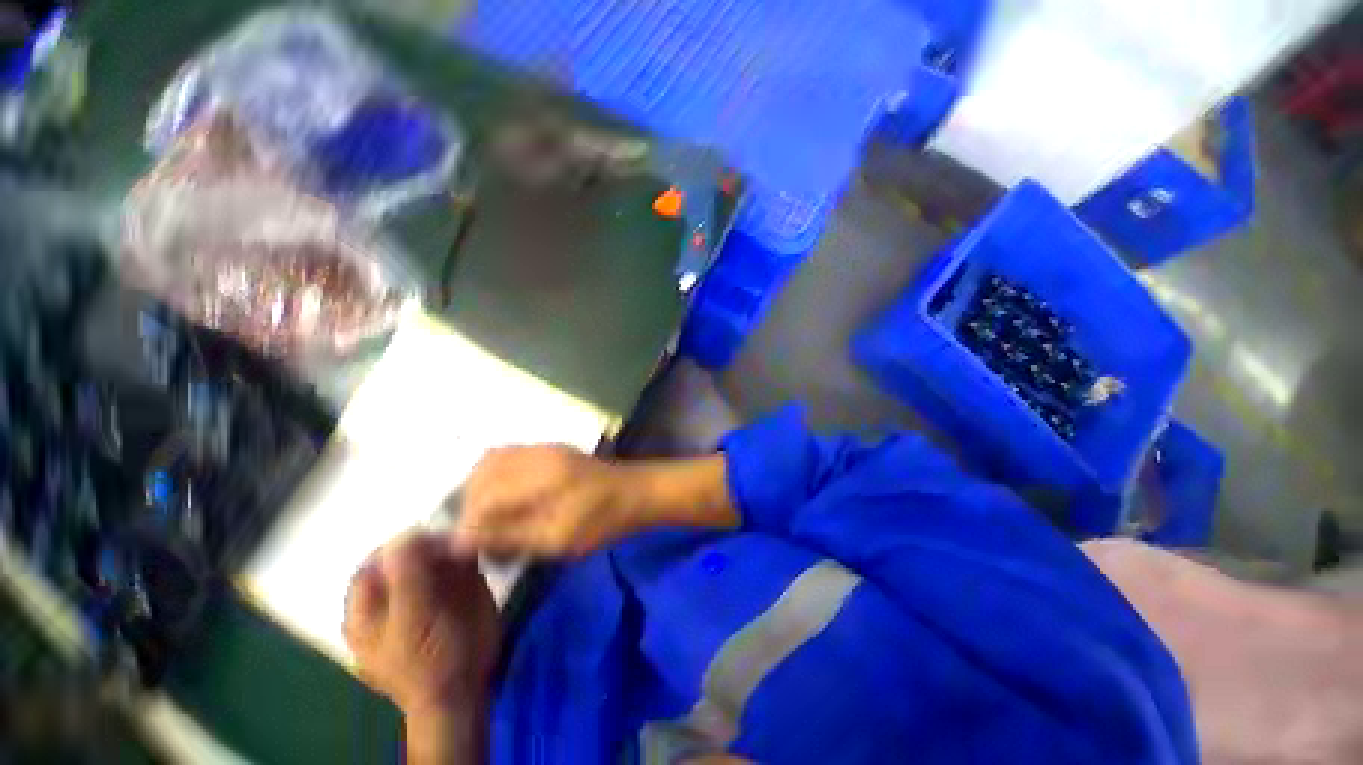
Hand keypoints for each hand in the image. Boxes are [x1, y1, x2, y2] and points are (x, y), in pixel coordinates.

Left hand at [344, 533, 498, 717]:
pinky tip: (475, 554)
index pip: (376, 559)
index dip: (399, 546)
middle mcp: (396, 590)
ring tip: (465, 551)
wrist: (465, 686)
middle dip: (431, 543)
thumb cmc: (427, 663)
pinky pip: (459, 558)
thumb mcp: (410, 624)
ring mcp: (428, 586)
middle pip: (409, 551)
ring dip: (452, 545)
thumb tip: (404, 536)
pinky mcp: (457, 585)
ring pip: (436, 551)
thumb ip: (405, 580)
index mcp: (368, 604)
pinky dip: (467, 551)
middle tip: (451, 545)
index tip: (426, 539)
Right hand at [454, 446, 642, 557]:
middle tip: (476, 534)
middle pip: (483, 472)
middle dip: (470, 504)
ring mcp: (544, 448)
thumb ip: (510, 536)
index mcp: (542, 475)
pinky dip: (495, 478)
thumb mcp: (558, 538)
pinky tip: (503, 499)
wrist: (634, 493)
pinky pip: (508, 456)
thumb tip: (461, 540)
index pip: (486, 496)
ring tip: (487, 517)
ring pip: (492, 461)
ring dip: (480, 489)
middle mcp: (538, 454)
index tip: (463, 551)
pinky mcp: (550, 450)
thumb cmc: (601, 521)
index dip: (468, 525)